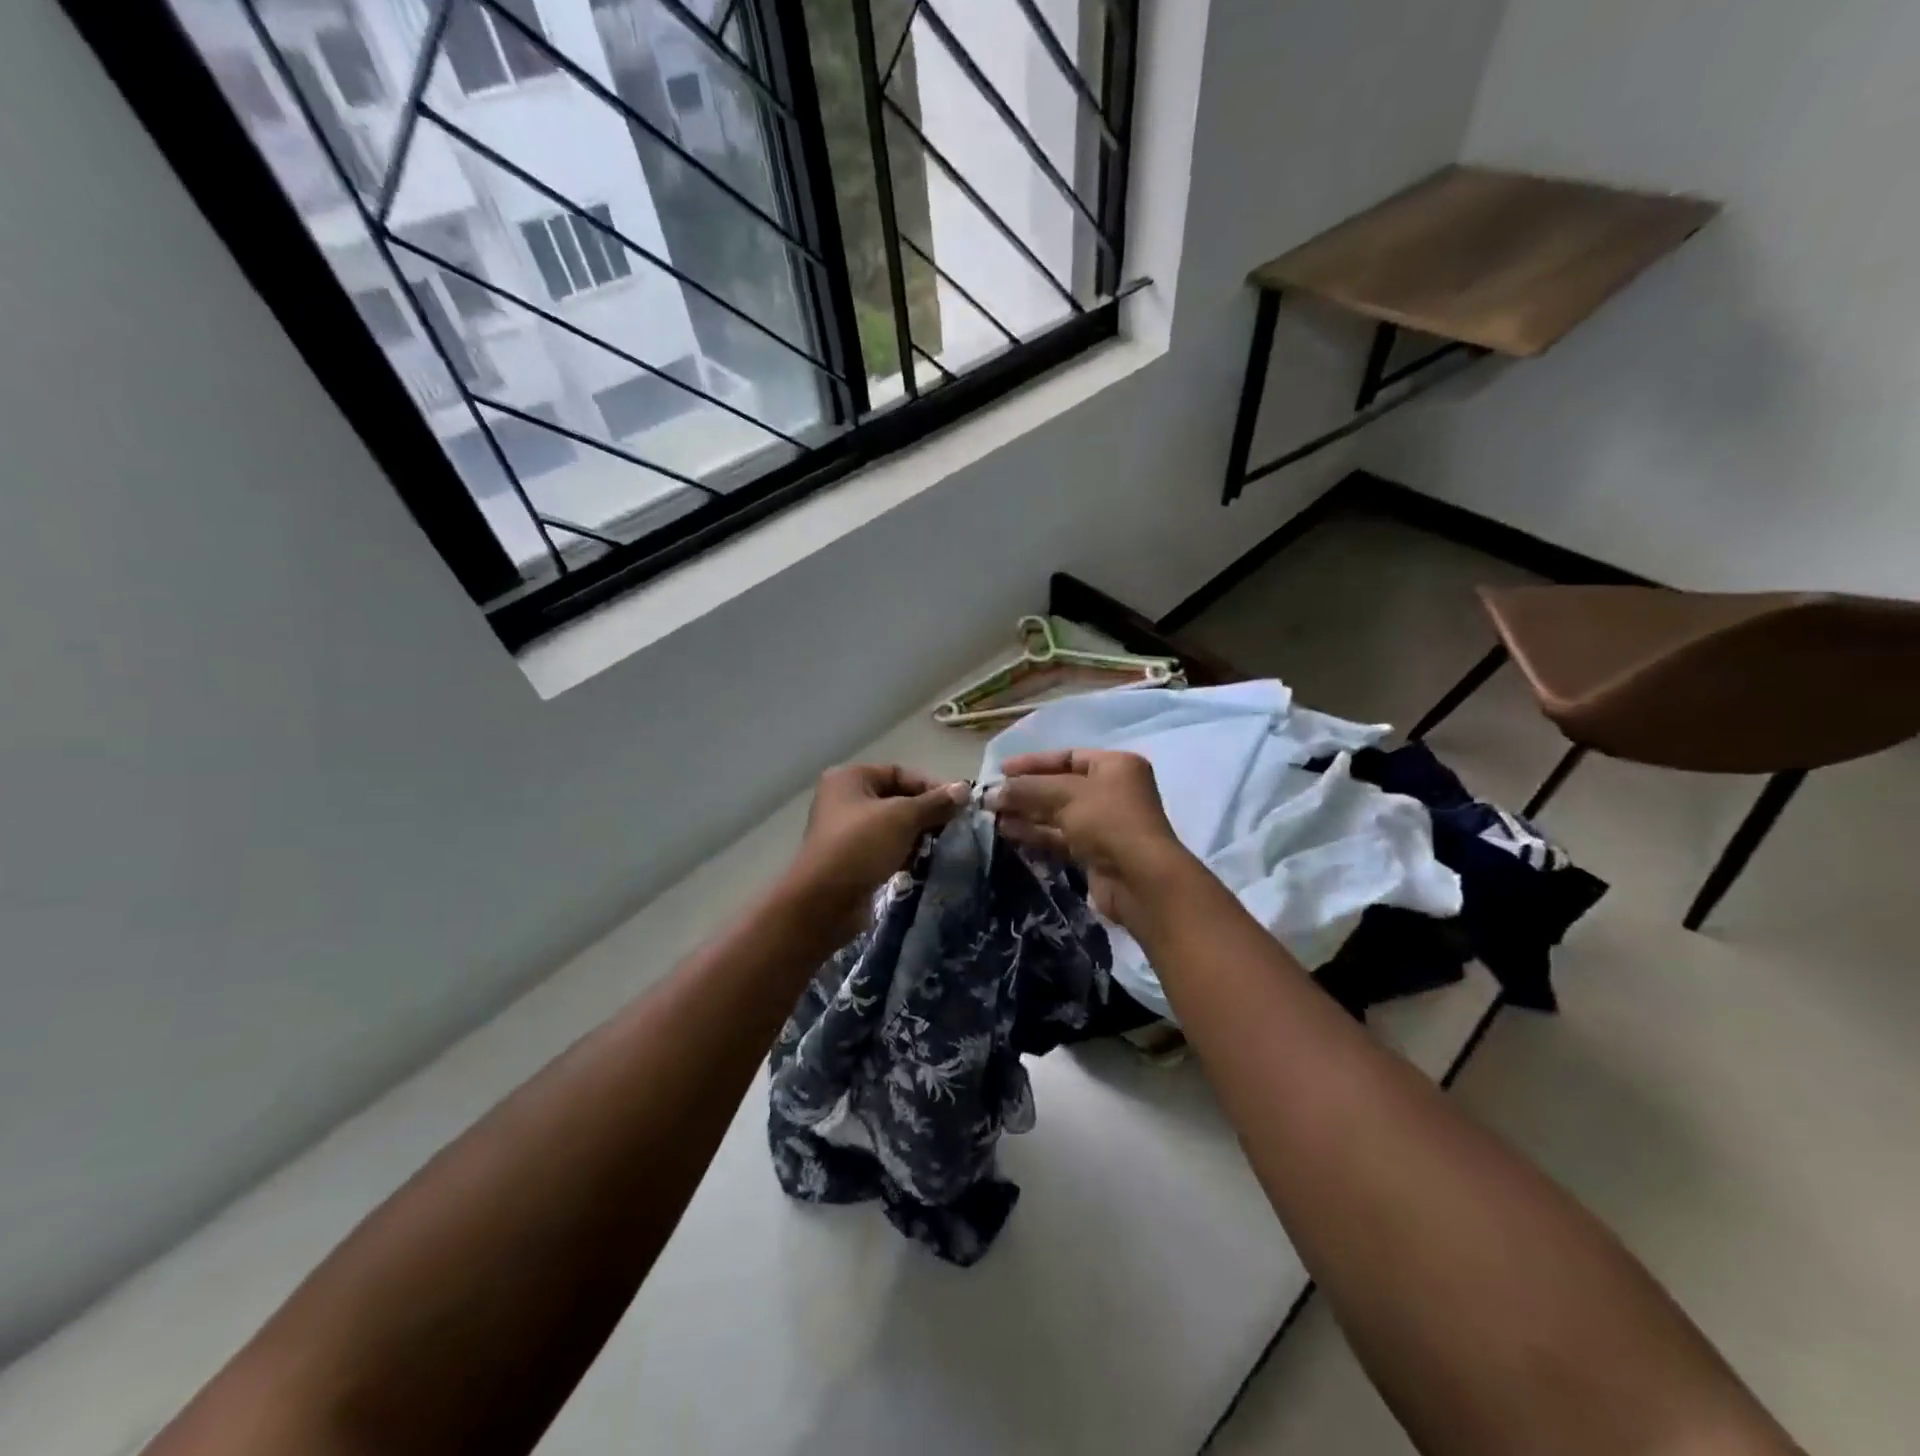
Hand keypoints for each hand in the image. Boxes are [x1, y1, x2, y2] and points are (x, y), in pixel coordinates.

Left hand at [786, 765, 969, 937]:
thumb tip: (964, 789)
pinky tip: (919, 864)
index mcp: (849, 779)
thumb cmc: (861, 846)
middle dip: (925, 813)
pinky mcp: (850, 859)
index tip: (957, 805)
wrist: (823, 902)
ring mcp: (845, 831)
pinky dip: (902, 853)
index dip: (930, 786)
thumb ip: (935, 803)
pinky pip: (884, 848)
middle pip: (896, 799)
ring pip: (891, 826)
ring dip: (916, 835)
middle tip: (952, 827)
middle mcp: (844, 800)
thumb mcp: (903, 818)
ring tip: (939, 847)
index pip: (899, 773)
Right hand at [985, 750, 1195, 928]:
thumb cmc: (1108, 822)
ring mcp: (1104, 824)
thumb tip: (992, 793)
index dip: (1033, 763)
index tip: (1001, 771)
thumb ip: (1027, 789)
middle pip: (1060, 786)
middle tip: (991, 797)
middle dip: (1026, 791)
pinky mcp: (1095, 852)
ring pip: (1057, 814)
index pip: (1067, 757)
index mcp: (1115, 766)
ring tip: (992, 816)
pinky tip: (1008, 833)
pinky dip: (1036, 833)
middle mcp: (1112, 791)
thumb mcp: (1065, 795)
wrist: (1140, 880)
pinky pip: (1060, 837)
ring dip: (1026, 813)